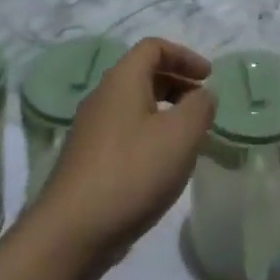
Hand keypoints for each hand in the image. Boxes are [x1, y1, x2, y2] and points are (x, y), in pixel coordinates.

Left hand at [26, 38, 215, 279]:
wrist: (71, 233)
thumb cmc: (132, 172)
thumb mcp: (181, 134)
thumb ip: (200, 107)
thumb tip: (202, 95)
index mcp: (122, 81)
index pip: (153, 47)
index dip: (184, 55)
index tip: (208, 77)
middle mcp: (102, 98)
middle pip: (143, 74)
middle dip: (177, 83)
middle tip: (201, 105)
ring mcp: (91, 131)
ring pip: (134, 106)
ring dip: (164, 112)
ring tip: (187, 138)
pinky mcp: (87, 161)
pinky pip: (125, 133)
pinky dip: (149, 136)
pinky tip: (162, 167)